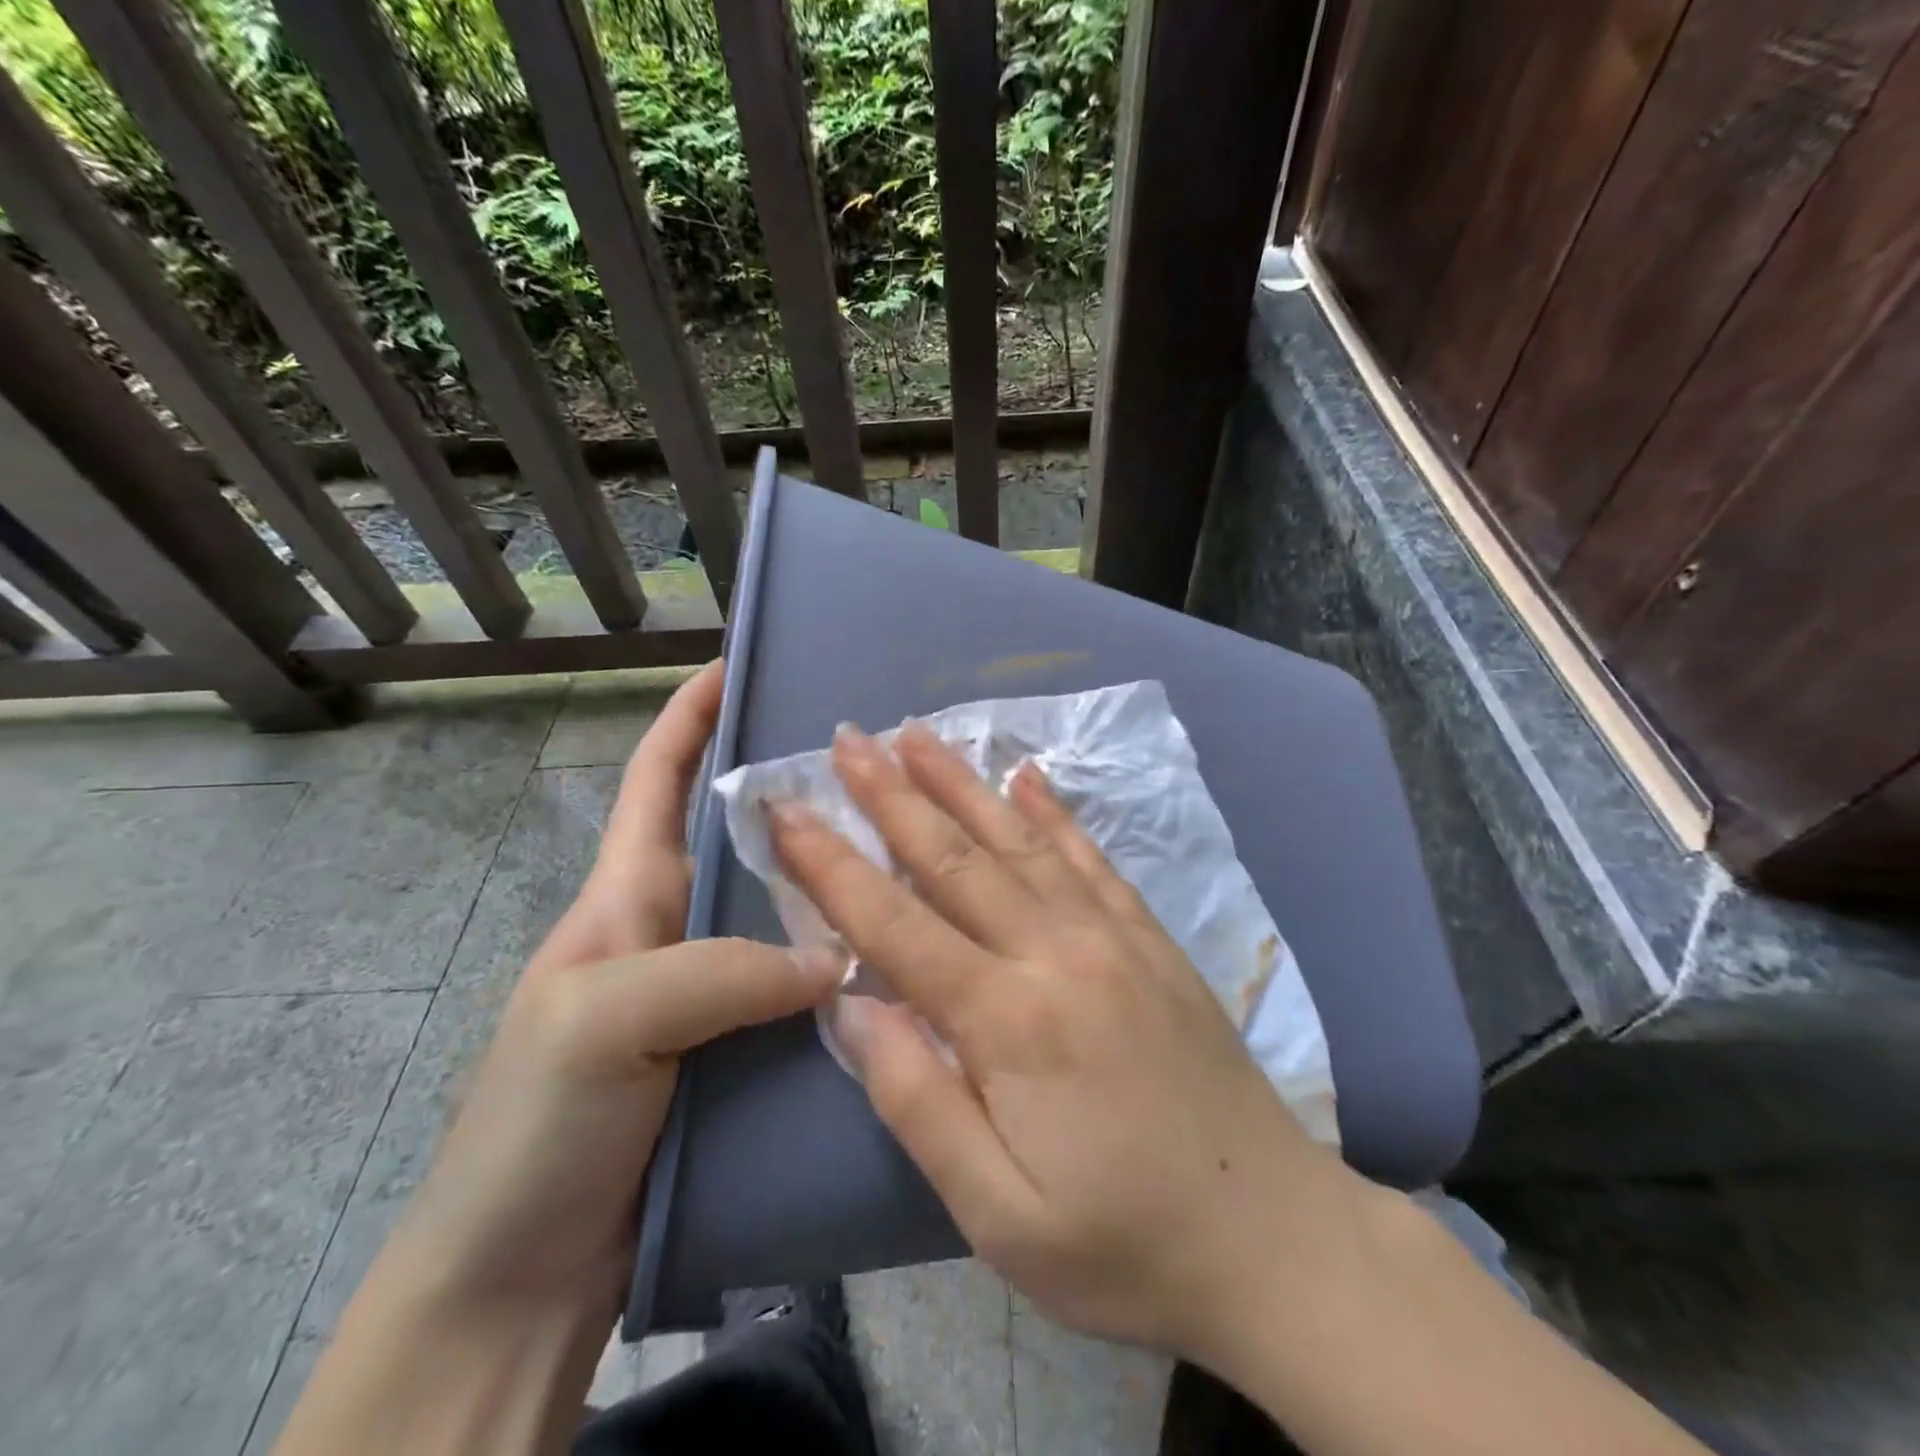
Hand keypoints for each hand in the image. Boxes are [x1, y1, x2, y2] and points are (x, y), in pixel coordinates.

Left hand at [356, 662, 840, 1321]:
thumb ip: (719, 972)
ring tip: (908, 849)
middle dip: (796, 789)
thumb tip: (838, 956)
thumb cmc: (537, 1126)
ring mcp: (713, 988)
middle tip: (875, 765)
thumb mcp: (606, 1021)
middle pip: (743, 836)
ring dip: (833, 878)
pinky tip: (899, 956)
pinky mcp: (744, 1045)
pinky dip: (845, 963)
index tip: (738, 662)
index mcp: (628, 894)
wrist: (523, 1276)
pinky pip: (802, 983)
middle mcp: (677, 926)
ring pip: (783, 908)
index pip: (660, 778)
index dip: (692, 714)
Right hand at [769, 721, 1373, 1362]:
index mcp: (1009, 1021)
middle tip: (846, 740)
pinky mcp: (1151, 939)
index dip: (833, 865)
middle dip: (892, 795)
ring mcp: (1112, 936)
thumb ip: (918, 1102)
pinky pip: (1090, 858)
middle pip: (955, 857)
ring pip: (1020, 840)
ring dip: (962, 783)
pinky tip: (1027, 774)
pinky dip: (1053, 812)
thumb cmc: (1125, 1247)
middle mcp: (1057, 954)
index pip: (895, 924)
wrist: (1276, 1239)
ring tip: (917, 733)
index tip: (788, 810)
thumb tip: (852, 1007)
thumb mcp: (1000, 1214)